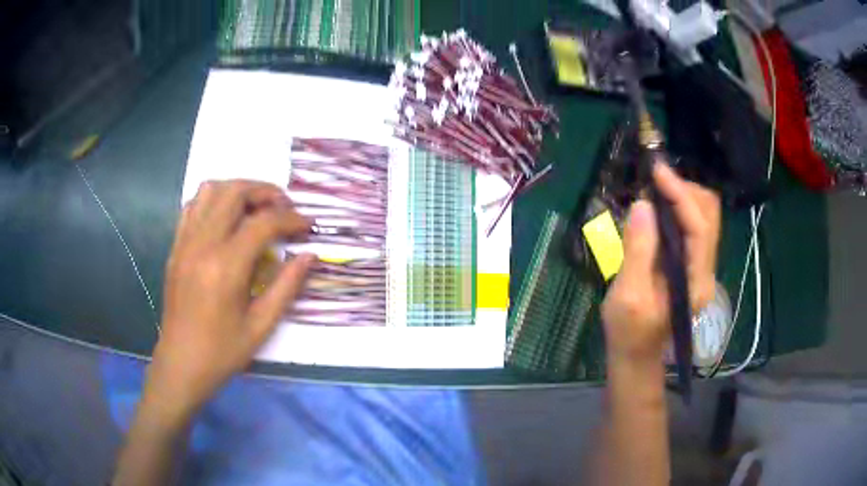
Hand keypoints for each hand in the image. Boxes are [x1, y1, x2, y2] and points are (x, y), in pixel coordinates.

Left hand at [143, 180, 314, 422]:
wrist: (181, 363)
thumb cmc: (223, 351)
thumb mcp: (262, 326)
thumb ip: (287, 286)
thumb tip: (310, 255)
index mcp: (226, 267)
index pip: (263, 222)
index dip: (291, 219)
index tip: (308, 226)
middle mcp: (203, 245)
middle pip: (235, 192)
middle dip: (266, 192)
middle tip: (284, 209)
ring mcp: (185, 242)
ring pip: (210, 190)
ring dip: (238, 190)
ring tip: (255, 208)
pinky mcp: (176, 247)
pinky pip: (192, 206)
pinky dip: (213, 201)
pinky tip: (226, 219)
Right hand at [601, 163, 720, 362]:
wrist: (636, 352)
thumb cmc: (630, 330)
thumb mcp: (628, 296)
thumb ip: (638, 251)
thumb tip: (643, 205)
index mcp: (696, 281)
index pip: (699, 227)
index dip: (681, 195)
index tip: (657, 171)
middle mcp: (706, 269)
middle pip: (709, 215)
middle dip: (685, 190)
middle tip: (655, 180)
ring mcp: (701, 265)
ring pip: (704, 216)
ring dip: (682, 195)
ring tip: (655, 188)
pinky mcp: (691, 261)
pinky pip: (692, 224)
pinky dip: (678, 206)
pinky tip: (659, 205)